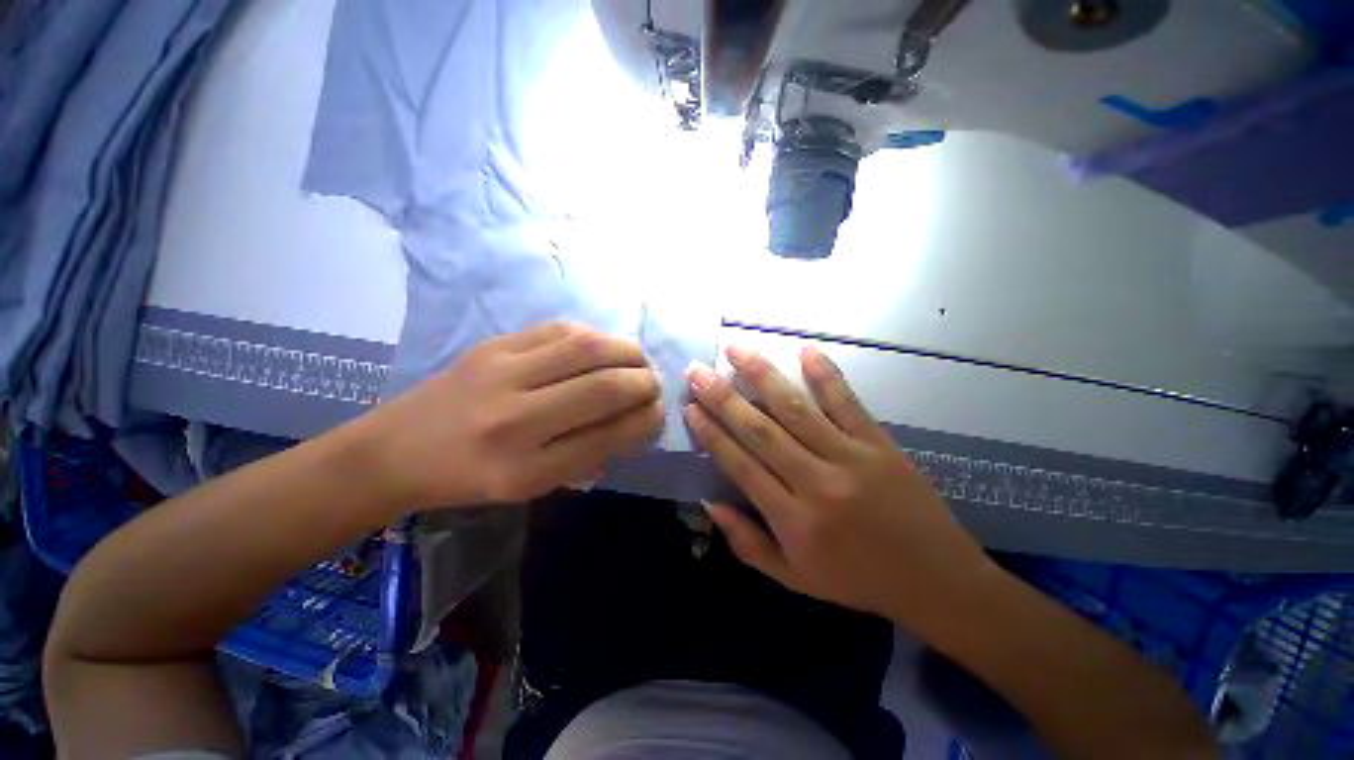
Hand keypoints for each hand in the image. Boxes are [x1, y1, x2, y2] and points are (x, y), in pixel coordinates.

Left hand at [359, 322, 663, 511]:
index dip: (646, 422)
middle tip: (654, 386)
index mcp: (526, 470)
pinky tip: (603, 347)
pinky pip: (561, 330)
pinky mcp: (494, 345)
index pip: (609, 437)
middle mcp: (516, 420)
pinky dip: (595, 336)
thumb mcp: (531, 488)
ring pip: (588, 348)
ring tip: (638, 361)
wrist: (394, 449)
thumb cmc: (469, 479)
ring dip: (628, 351)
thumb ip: (587, 457)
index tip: (659, 415)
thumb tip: (633, 425)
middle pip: (605, 387)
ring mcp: (502, 373)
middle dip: (646, 383)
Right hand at [684, 344, 994, 625]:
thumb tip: (709, 503)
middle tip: (698, 371)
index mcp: (793, 520)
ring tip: (736, 349)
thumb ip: (747, 543)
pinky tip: (806, 351)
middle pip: (760, 431)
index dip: (711, 434)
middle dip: (723, 398)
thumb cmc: (857, 580)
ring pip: (796, 409)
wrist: (936, 580)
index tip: (690, 407)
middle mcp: (816, 482)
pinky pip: (847, 403)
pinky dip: (825, 375)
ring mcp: (850, 457)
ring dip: (762, 376)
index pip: (740, 465)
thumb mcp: (794, 578)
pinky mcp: (879, 444)